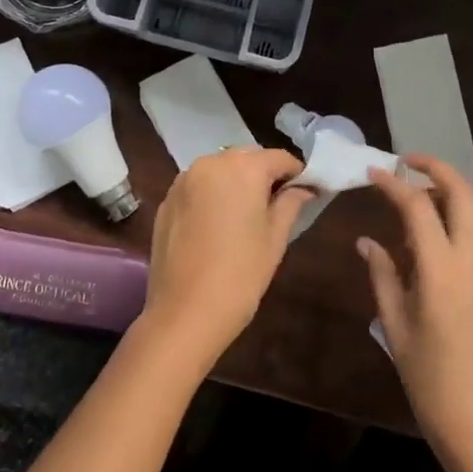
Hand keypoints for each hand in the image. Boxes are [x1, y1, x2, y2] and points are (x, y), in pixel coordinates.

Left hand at [137, 147, 312, 376]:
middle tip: (277, 204)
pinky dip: (212, 194)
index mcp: (243, 168)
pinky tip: (216, 224)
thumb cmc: (241, 274)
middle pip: (247, 158)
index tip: (306, 191)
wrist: (184, 313)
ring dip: (236, 181)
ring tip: (245, 214)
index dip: (296, 173)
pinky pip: (198, 186)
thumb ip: (290, 204)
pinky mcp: (167, 200)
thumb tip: (303, 189)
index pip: (279, 158)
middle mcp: (211, 163)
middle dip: (264, 174)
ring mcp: (184, 180)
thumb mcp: (275, 239)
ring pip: (220, 169)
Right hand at [360, 155, 472, 471]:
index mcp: (441, 270)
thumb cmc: (430, 382)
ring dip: (454, 190)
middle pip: (464, 194)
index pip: (418, 206)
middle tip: (408, 162)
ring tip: (421, 194)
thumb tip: (366, 241)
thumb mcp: (395, 328)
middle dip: (437, 168)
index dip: (394, 183)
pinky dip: (462, 217)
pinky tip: (434, 236)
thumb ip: (382, 276)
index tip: (373, 172)